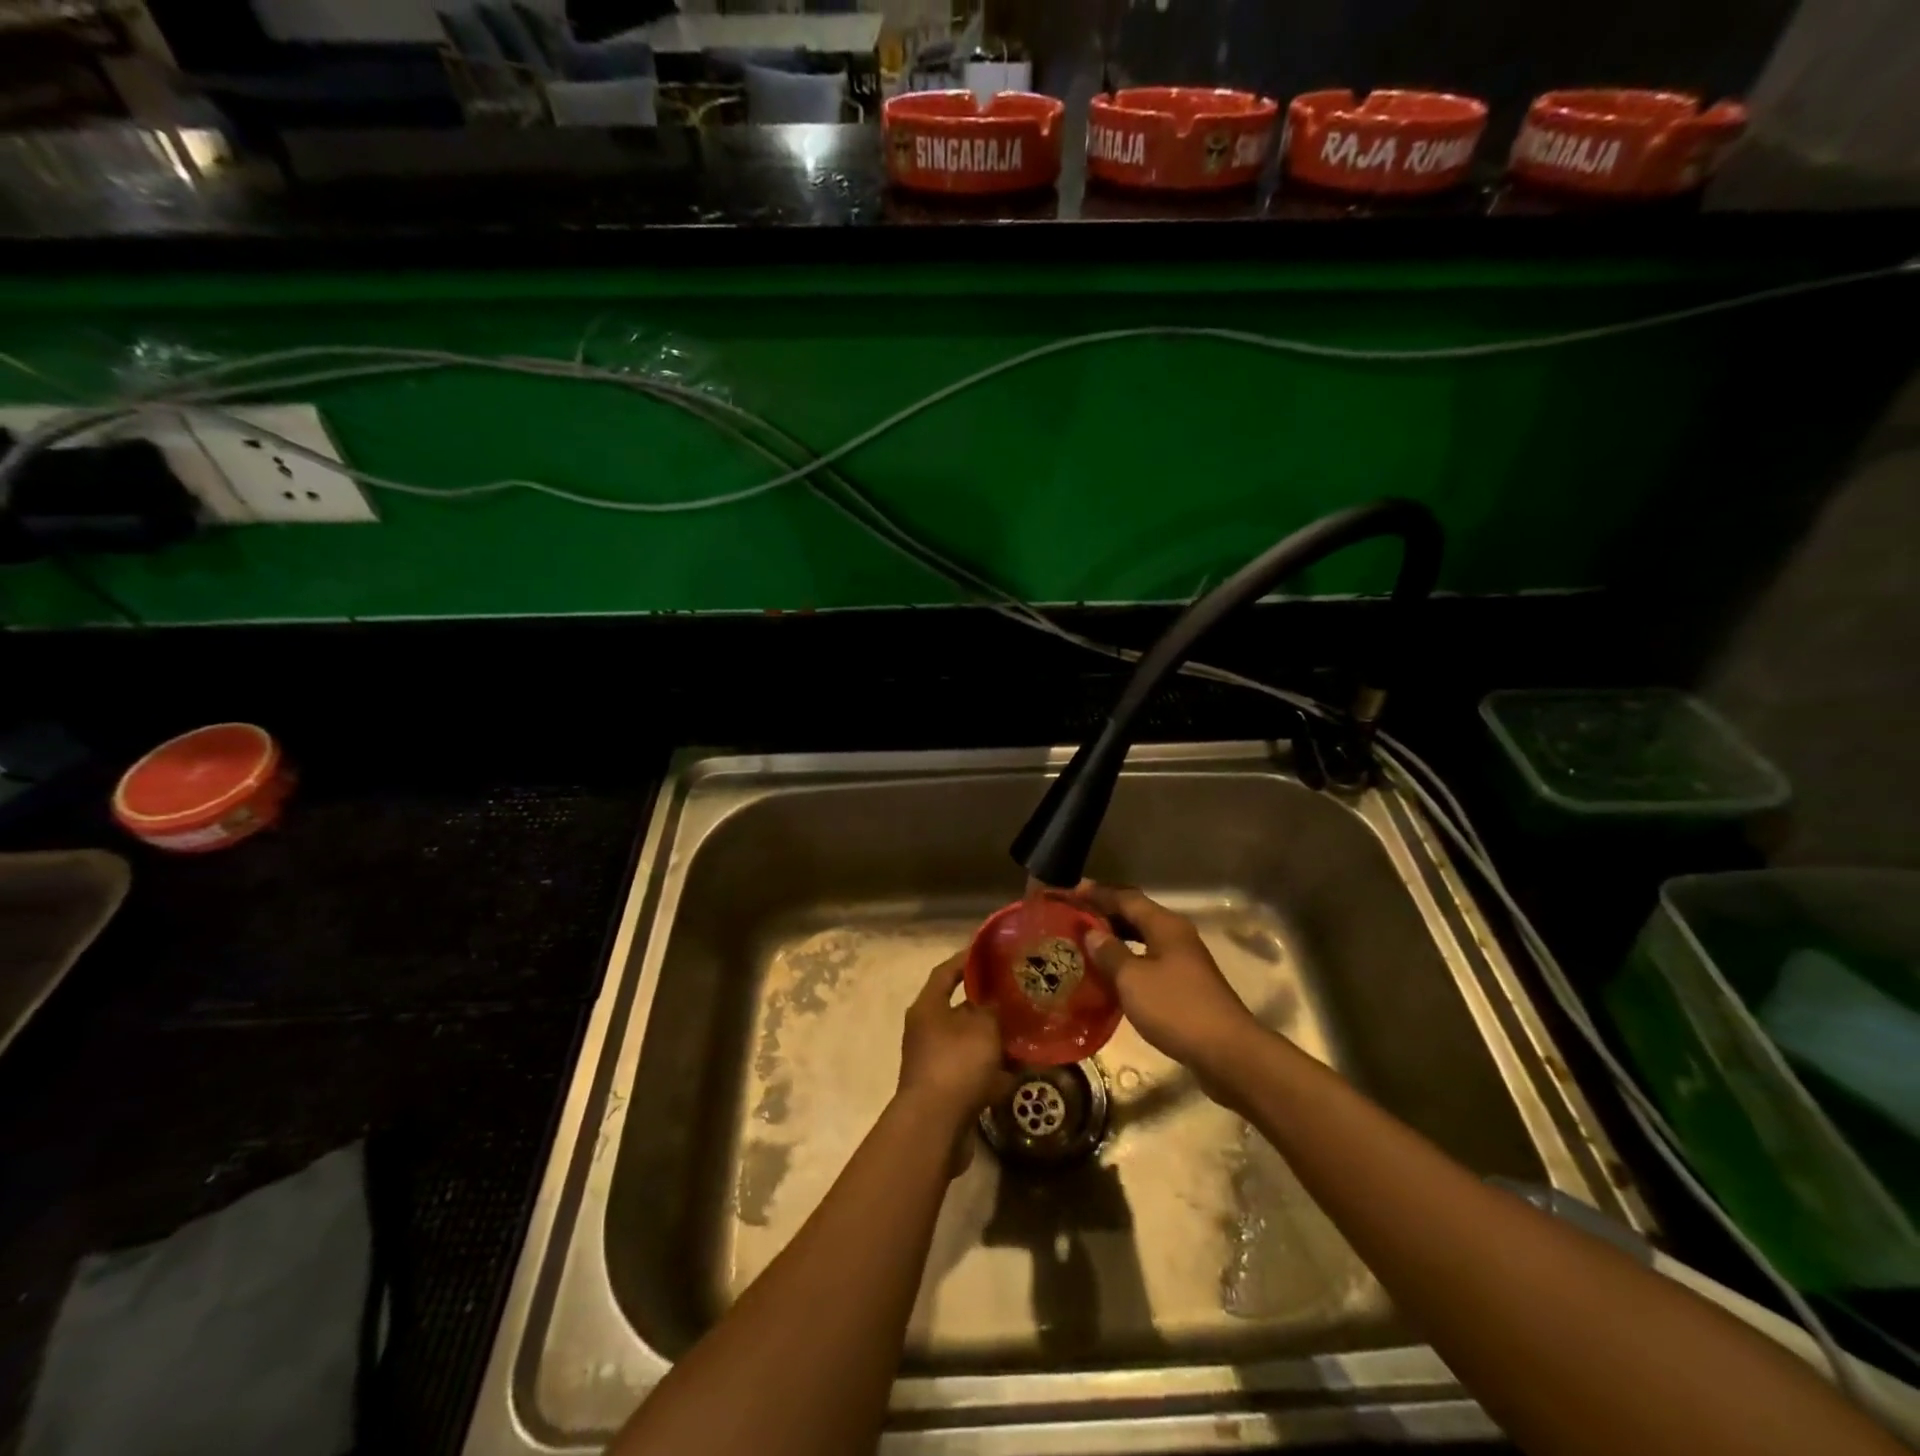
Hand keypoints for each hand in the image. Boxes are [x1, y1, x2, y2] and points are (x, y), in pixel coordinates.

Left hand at [896, 953, 1011, 1136]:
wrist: (935, 1127)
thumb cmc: (956, 1064)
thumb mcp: (982, 1028)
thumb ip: (993, 1009)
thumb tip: (998, 1000)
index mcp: (928, 1008)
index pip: (946, 972)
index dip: (967, 960)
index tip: (991, 952)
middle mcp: (928, 1030)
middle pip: (960, 1008)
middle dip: (989, 1003)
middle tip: (1018, 993)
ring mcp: (936, 1061)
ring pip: (971, 1041)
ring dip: (995, 1038)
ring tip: (1027, 1029)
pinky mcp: (948, 1089)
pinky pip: (975, 1070)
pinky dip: (995, 1069)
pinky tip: (1021, 1068)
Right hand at [1080, 882, 1266, 1087]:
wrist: (1227, 1052)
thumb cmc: (1176, 1008)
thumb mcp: (1133, 979)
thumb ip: (1109, 953)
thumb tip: (1092, 933)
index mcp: (1165, 925)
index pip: (1126, 898)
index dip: (1098, 894)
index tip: (1071, 891)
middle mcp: (1176, 936)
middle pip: (1136, 915)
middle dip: (1105, 914)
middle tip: (1073, 917)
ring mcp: (1184, 961)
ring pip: (1143, 939)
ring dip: (1116, 939)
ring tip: (1085, 944)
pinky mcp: (1186, 986)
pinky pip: (1149, 962)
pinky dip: (1128, 961)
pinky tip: (1110, 975)